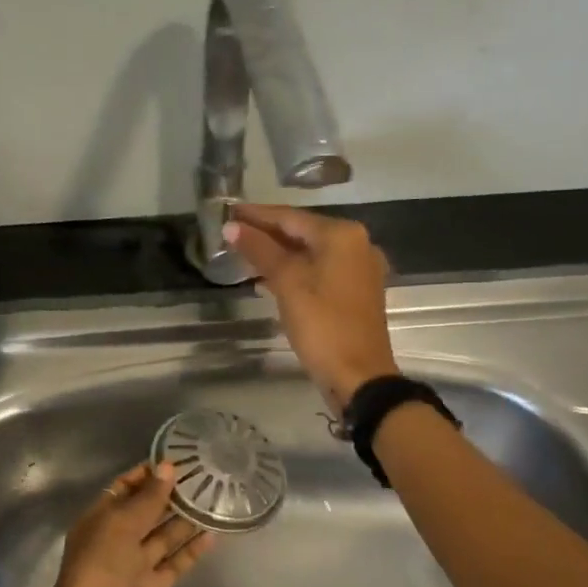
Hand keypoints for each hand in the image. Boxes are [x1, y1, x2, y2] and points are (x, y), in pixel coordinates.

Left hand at [34, 462, 216, 586]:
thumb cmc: (100, 568)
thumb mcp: (120, 525)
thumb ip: (147, 498)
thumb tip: (168, 468)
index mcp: (99, 519)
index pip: (124, 488)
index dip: (147, 474)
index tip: (176, 459)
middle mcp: (117, 538)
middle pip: (146, 510)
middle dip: (170, 494)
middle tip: (204, 475)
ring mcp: (136, 564)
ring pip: (164, 535)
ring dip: (185, 518)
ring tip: (214, 497)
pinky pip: (176, 561)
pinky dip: (192, 548)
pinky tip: (213, 532)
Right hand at [223, 202, 398, 410]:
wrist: (358, 376)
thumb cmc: (322, 325)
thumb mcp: (287, 283)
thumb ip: (260, 250)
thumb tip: (231, 226)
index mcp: (342, 235)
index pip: (290, 216)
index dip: (256, 215)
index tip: (227, 210)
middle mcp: (357, 244)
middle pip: (302, 231)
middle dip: (266, 233)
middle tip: (231, 231)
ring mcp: (360, 269)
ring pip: (311, 252)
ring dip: (278, 252)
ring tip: (244, 252)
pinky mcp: (356, 291)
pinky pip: (320, 270)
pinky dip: (295, 270)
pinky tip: (269, 277)